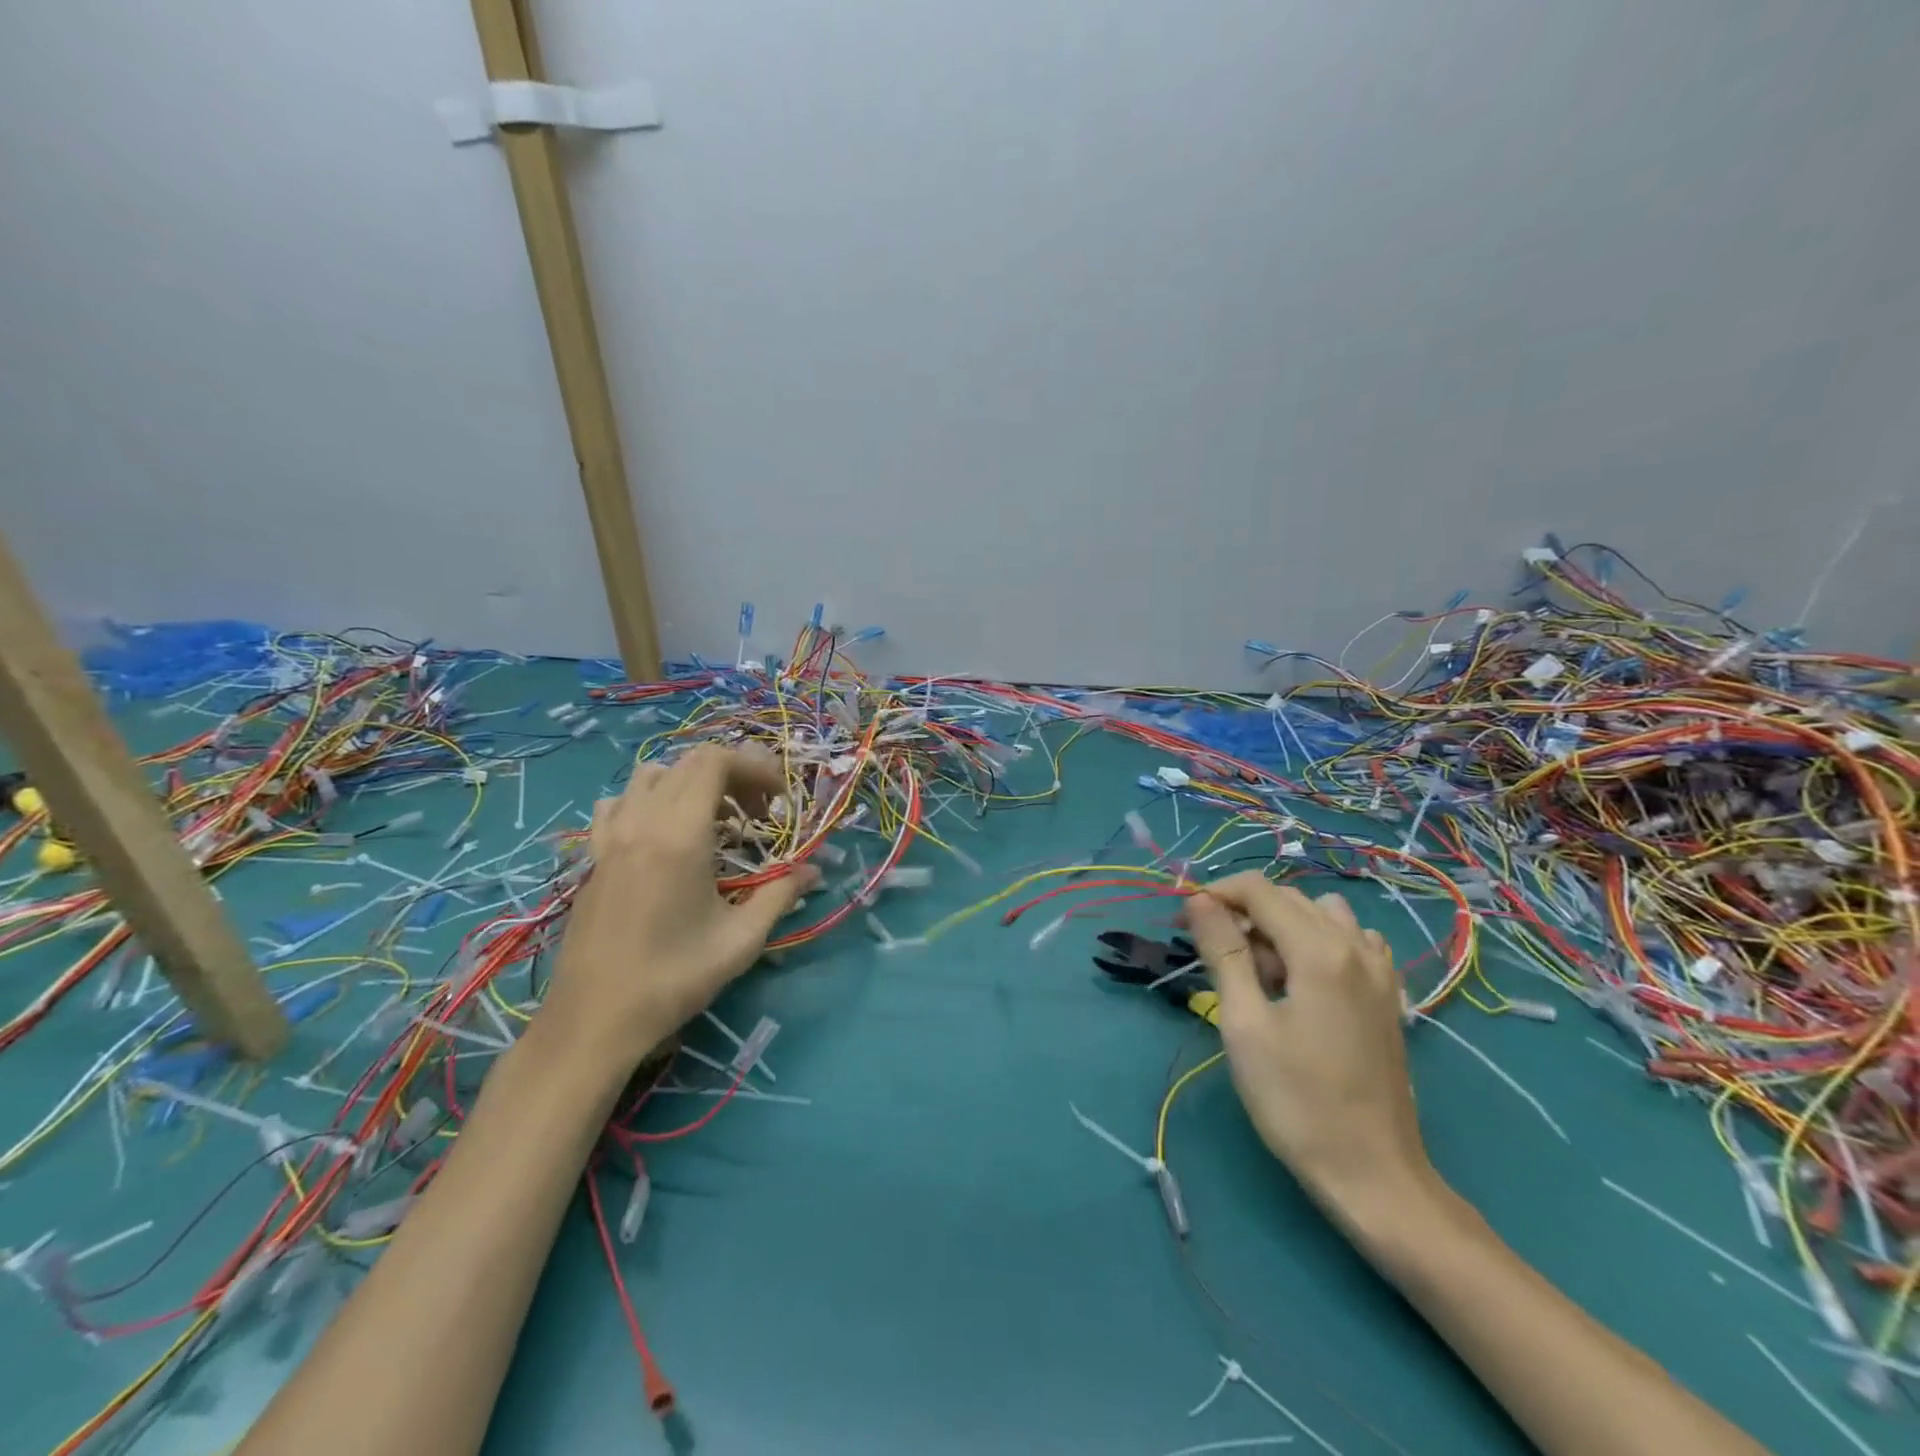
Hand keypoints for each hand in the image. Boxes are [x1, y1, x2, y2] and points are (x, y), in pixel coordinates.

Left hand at [541, 745, 816, 1068]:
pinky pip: (619, 804)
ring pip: (651, 776)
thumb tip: (814, 871)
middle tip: (756, 815)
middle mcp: (641, 823)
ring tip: (713, 822)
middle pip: (688, 763)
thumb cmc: (673, 979)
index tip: (778, 801)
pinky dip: (649, 802)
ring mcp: (610, 837)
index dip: (754, 768)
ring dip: (689, 784)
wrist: (594, 1021)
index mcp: (679, 835)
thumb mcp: (741, 940)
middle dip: (731, 776)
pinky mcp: (592, 857)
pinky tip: (662, 837)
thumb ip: (781, 894)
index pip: (715, 762)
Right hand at [1183, 873, 1436, 1221]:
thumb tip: (1199, 899)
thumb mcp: (1244, 1024)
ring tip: (1262, 972)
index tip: (1183, 923)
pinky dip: (1318, 942)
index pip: (1259, 890)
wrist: (1372, 1173)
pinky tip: (1304, 981)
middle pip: (1288, 899)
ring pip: (1321, 915)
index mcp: (1320, 950)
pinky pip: (1350, 941)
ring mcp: (1379, 970)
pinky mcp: (1388, 995)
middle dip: (1244, 913)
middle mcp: (1355, 946)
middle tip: (1215, 958)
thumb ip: (1224, 952)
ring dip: (1282, 926)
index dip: (1215, 894)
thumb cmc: (1296, 1101)